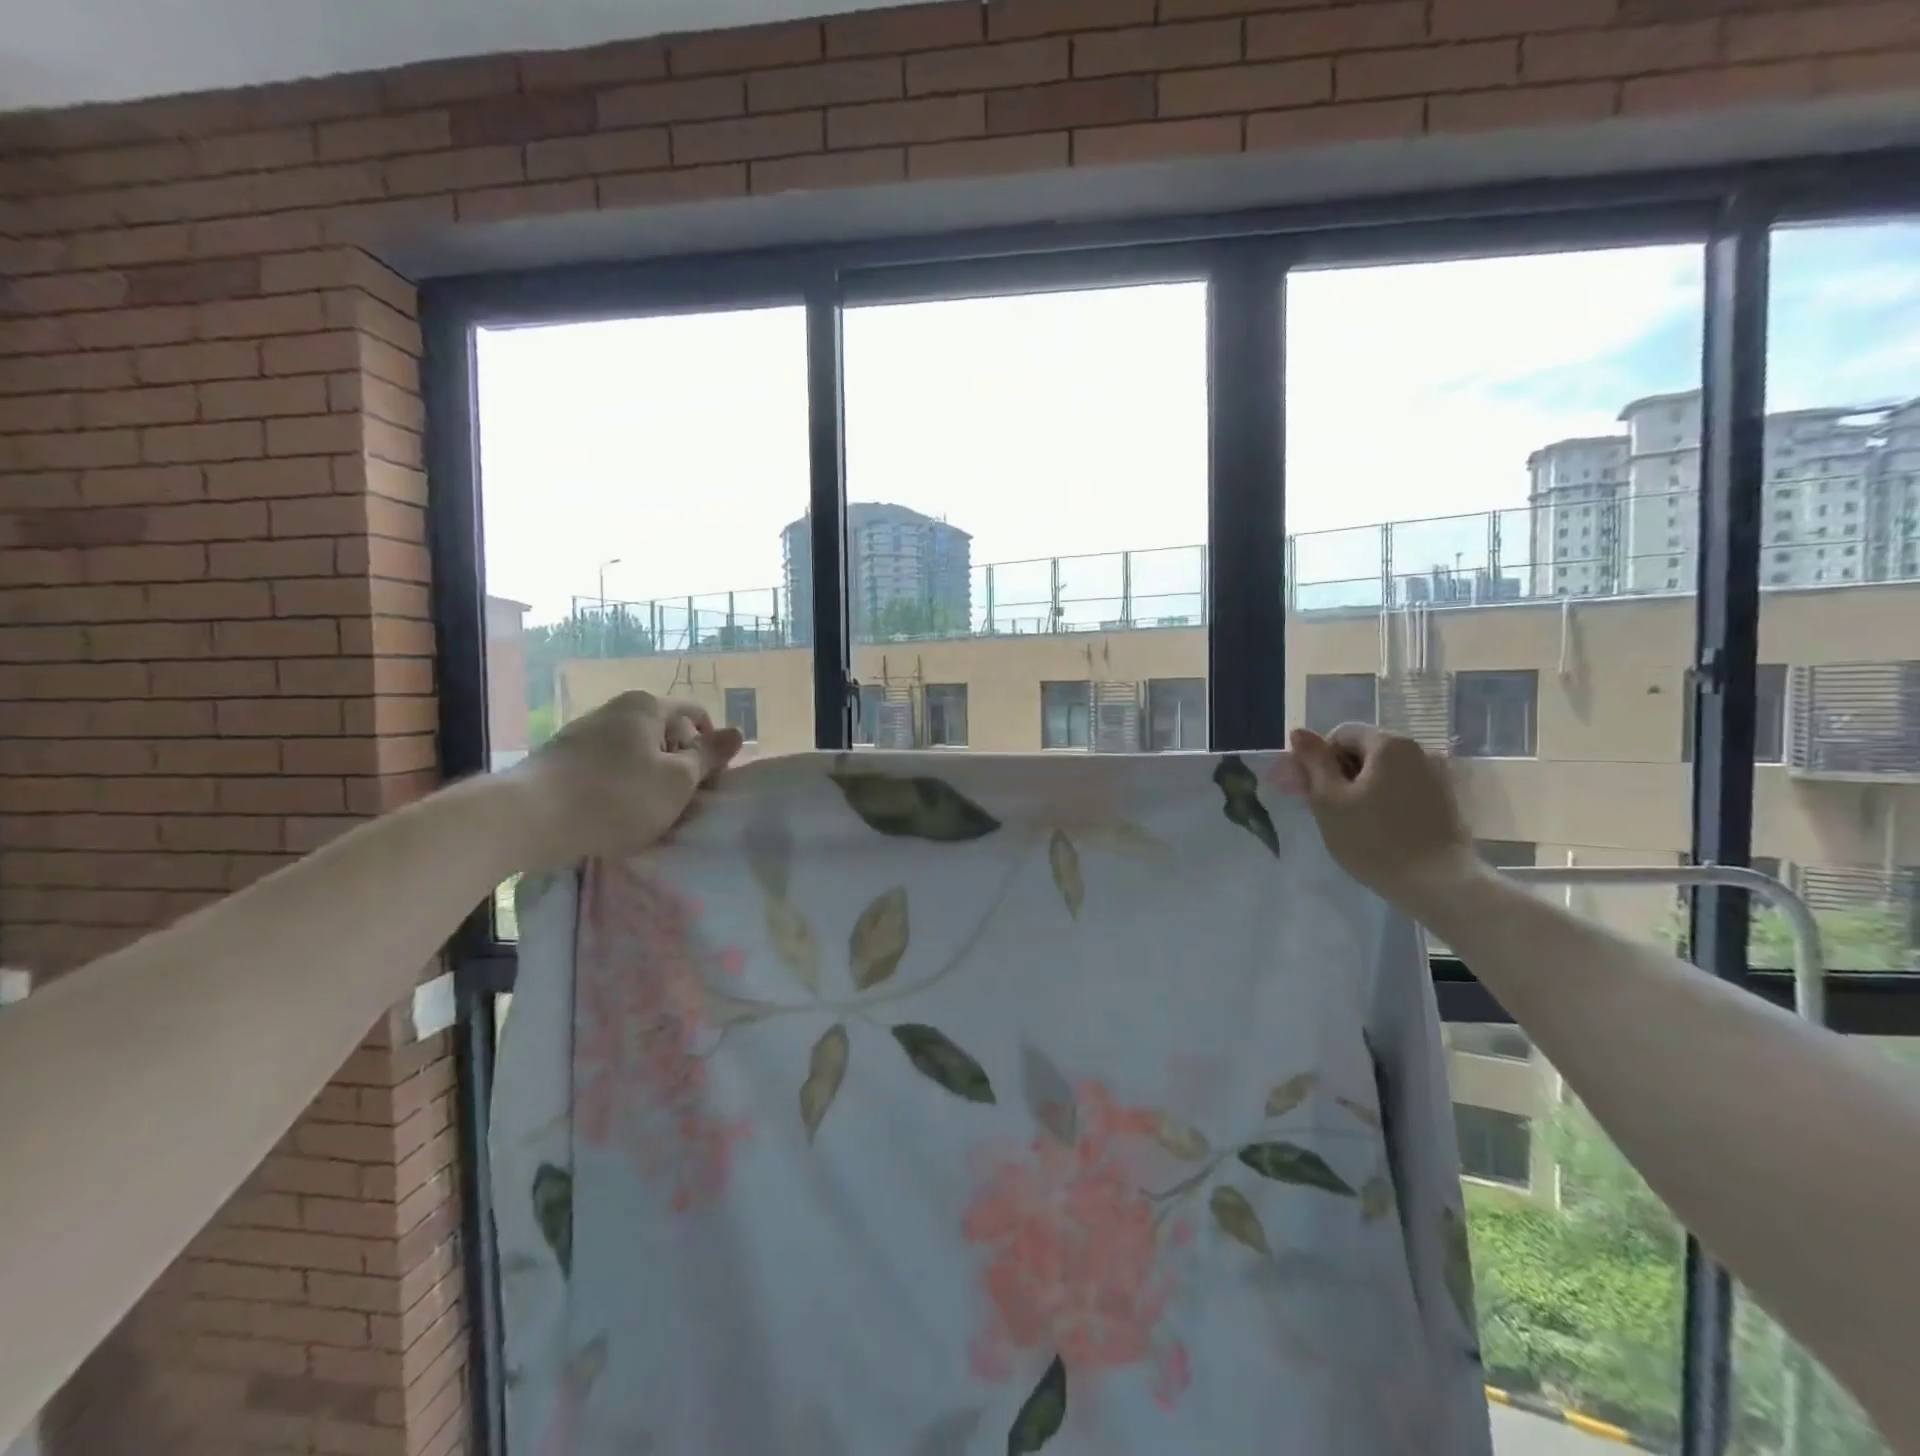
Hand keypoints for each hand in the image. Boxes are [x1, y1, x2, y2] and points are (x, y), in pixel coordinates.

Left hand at [511, 691, 742, 869]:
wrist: (527, 818)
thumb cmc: (616, 796)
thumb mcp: (676, 781)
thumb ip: (708, 757)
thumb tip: (737, 733)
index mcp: (647, 706)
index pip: (696, 715)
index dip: (710, 747)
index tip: (708, 783)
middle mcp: (615, 710)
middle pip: (665, 733)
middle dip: (679, 766)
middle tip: (681, 803)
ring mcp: (584, 733)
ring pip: (636, 754)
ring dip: (650, 780)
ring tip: (647, 815)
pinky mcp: (561, 759)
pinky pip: (607, 768)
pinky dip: (620, 787)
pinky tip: (614, 815)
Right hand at [1271, 723, 1481, 917]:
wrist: (1440, 884)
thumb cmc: (1374, 839)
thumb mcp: (1330, 800)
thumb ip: (1314, 762)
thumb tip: (1299, 732)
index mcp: (1388, 744)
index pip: (1340, 735)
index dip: (1317, 760)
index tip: (1308, 791)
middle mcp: (1417, 751)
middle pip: (1363, 752)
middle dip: (1337, 774)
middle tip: (1322, 808)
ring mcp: (1436, 776)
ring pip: (1382, 773)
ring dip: (1359, 789)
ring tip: (1348, 822)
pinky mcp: (1445, 801)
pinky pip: (1402, 790)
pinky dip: (1383, 801)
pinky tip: (1376, 829)